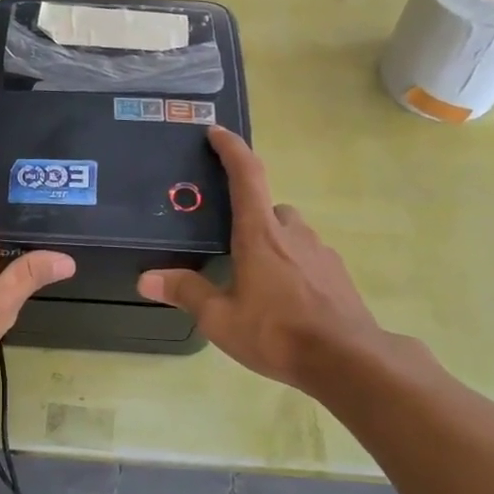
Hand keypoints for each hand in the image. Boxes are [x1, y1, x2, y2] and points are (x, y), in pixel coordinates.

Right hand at [138, 127, 386, 393]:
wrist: (348, 360)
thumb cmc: (277, 332)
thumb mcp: (221, 318)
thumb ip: (186, 293)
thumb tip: (146, 279)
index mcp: (260, 234)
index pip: (246, 175)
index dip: (231, 149)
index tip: (217, 132)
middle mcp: (292, 233)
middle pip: (269, 207)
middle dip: (249, 215)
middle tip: (229, 242)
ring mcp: (320, 252)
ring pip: (290, 233)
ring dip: (272, 242)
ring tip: (254, 279)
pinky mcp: (337, 275)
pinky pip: (308, 257)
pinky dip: (292, 265)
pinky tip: (284, 299)